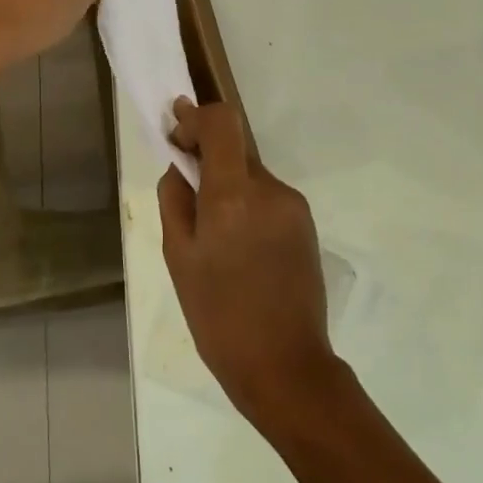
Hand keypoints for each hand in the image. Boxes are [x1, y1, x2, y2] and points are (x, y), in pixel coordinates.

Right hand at [157, 99, 339, 427]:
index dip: (196, 118)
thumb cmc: (218, 316)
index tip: (176, 133)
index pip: (222, 122)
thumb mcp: (179, 258)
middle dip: (208, 157)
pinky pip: (268, 199)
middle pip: (236, 149)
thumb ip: (176, 201)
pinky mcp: (306, 225)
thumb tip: (181, 168)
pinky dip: (247, 205)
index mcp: (234, 195)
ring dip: (228, 185)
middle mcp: (270, 190)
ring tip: (212, 234)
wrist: (284, 364)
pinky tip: (238, 246)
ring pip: (252, 175)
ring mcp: (294, 207)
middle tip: (184, 185)